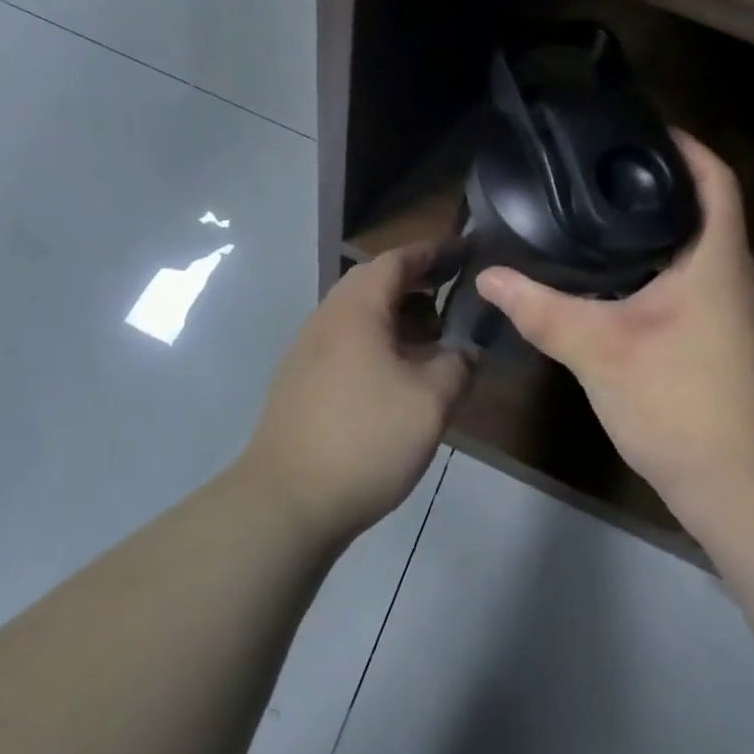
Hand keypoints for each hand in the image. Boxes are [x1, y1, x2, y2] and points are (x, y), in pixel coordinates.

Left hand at [241, 243, 468, 543]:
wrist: (286, 500)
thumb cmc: (364, 438)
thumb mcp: (429, 402)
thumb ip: (457, 366)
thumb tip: (468, 351)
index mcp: (356, 308)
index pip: (396, 260)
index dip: (431, 252)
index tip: (462, 252)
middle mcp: (327, 317)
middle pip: (373, 282)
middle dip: (415, 283)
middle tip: (451, 294)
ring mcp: (308, 349)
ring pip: (358, 314)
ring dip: (396, 315)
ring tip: (432, 337)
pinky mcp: (301, 380)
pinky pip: (346, 341)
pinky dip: (377, 341)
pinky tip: (397, 374)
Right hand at [475, 131, 753, 516]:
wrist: (741, 487)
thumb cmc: (680, 402)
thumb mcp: (599, 350)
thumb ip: (542, 309)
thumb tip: (489, 275)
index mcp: (716, 260)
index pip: (714, 178)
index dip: (684, 145)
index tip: (638, 129)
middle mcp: (732, 274)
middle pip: (703, 206)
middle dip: (657, 181)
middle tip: (597, 168)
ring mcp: (732, 308)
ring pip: (695, 245)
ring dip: (656, 223)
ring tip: (596, 209)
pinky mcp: (722, 336)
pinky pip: (690, 277)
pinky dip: (656, 261)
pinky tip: (612, 273)